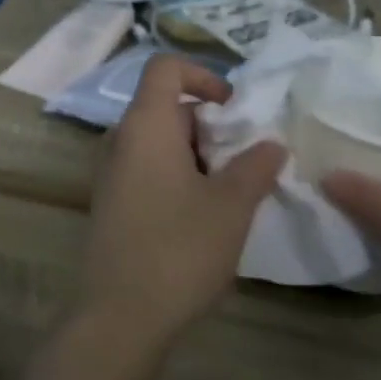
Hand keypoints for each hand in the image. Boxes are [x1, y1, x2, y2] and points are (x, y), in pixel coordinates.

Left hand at [80, 54, 285, 360]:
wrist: (120, 311)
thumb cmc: (179, 248)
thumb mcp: (231, 206)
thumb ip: (255, 167)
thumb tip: (270, 143)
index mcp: (144, 125)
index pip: (164, 68)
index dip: (202, 75)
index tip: (235, 109)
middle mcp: (120, 139)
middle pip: (165, 106)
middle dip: (210, 126)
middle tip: (243, 165)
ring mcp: (110, 170)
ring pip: (159, 141)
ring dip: (198, 155)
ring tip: (230, 195)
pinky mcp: (111, 199)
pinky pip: (147, 167)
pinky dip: (178, 175)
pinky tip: (203, 215)